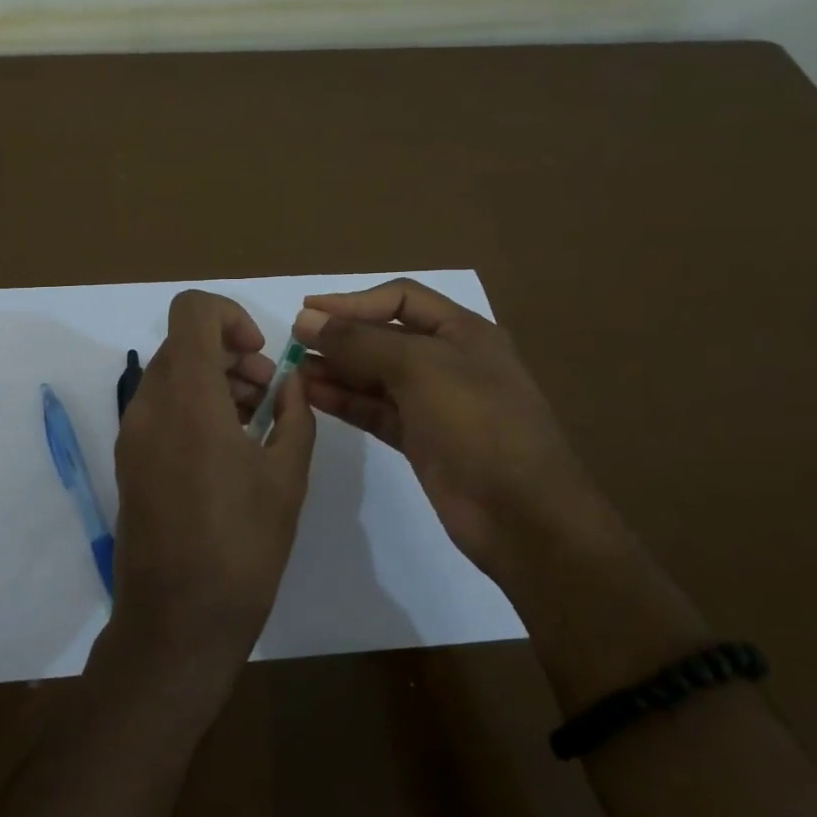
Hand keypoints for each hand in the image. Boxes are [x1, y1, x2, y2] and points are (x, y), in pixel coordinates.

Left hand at [112, 291, 315, 675]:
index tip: (260, 354)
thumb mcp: (287, 476)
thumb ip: (294, 414)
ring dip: (212, 380)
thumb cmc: (242, 546)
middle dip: (229, 353)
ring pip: (170, 375)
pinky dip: (192, 406)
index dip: (230, 316)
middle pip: (183, 344)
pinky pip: (159, 409)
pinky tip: (226, 449)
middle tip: (267, 392)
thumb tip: (291, 380)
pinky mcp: (128, 461)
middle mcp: (150, 405)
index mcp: (188, 397)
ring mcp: (132, 434)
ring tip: (253, 422)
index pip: (192, 311)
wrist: (178, 620)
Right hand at [294, 278, 606, 582]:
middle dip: (341, 336)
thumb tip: (307, 319)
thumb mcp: (420, 369)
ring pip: (376, 376)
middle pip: (385, 337)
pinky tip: (312, 396)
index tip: (308, 310)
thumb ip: (361, 342)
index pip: (401, 300)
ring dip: (337, 369)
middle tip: (294, 342)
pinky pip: (375, 410)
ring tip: (294, 370)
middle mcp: (449, 361)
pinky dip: (345, 401)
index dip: (354, 301)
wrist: (522, 516)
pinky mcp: (421, 440)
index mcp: (464, 333)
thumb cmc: (478, 425)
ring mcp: (434, 403)